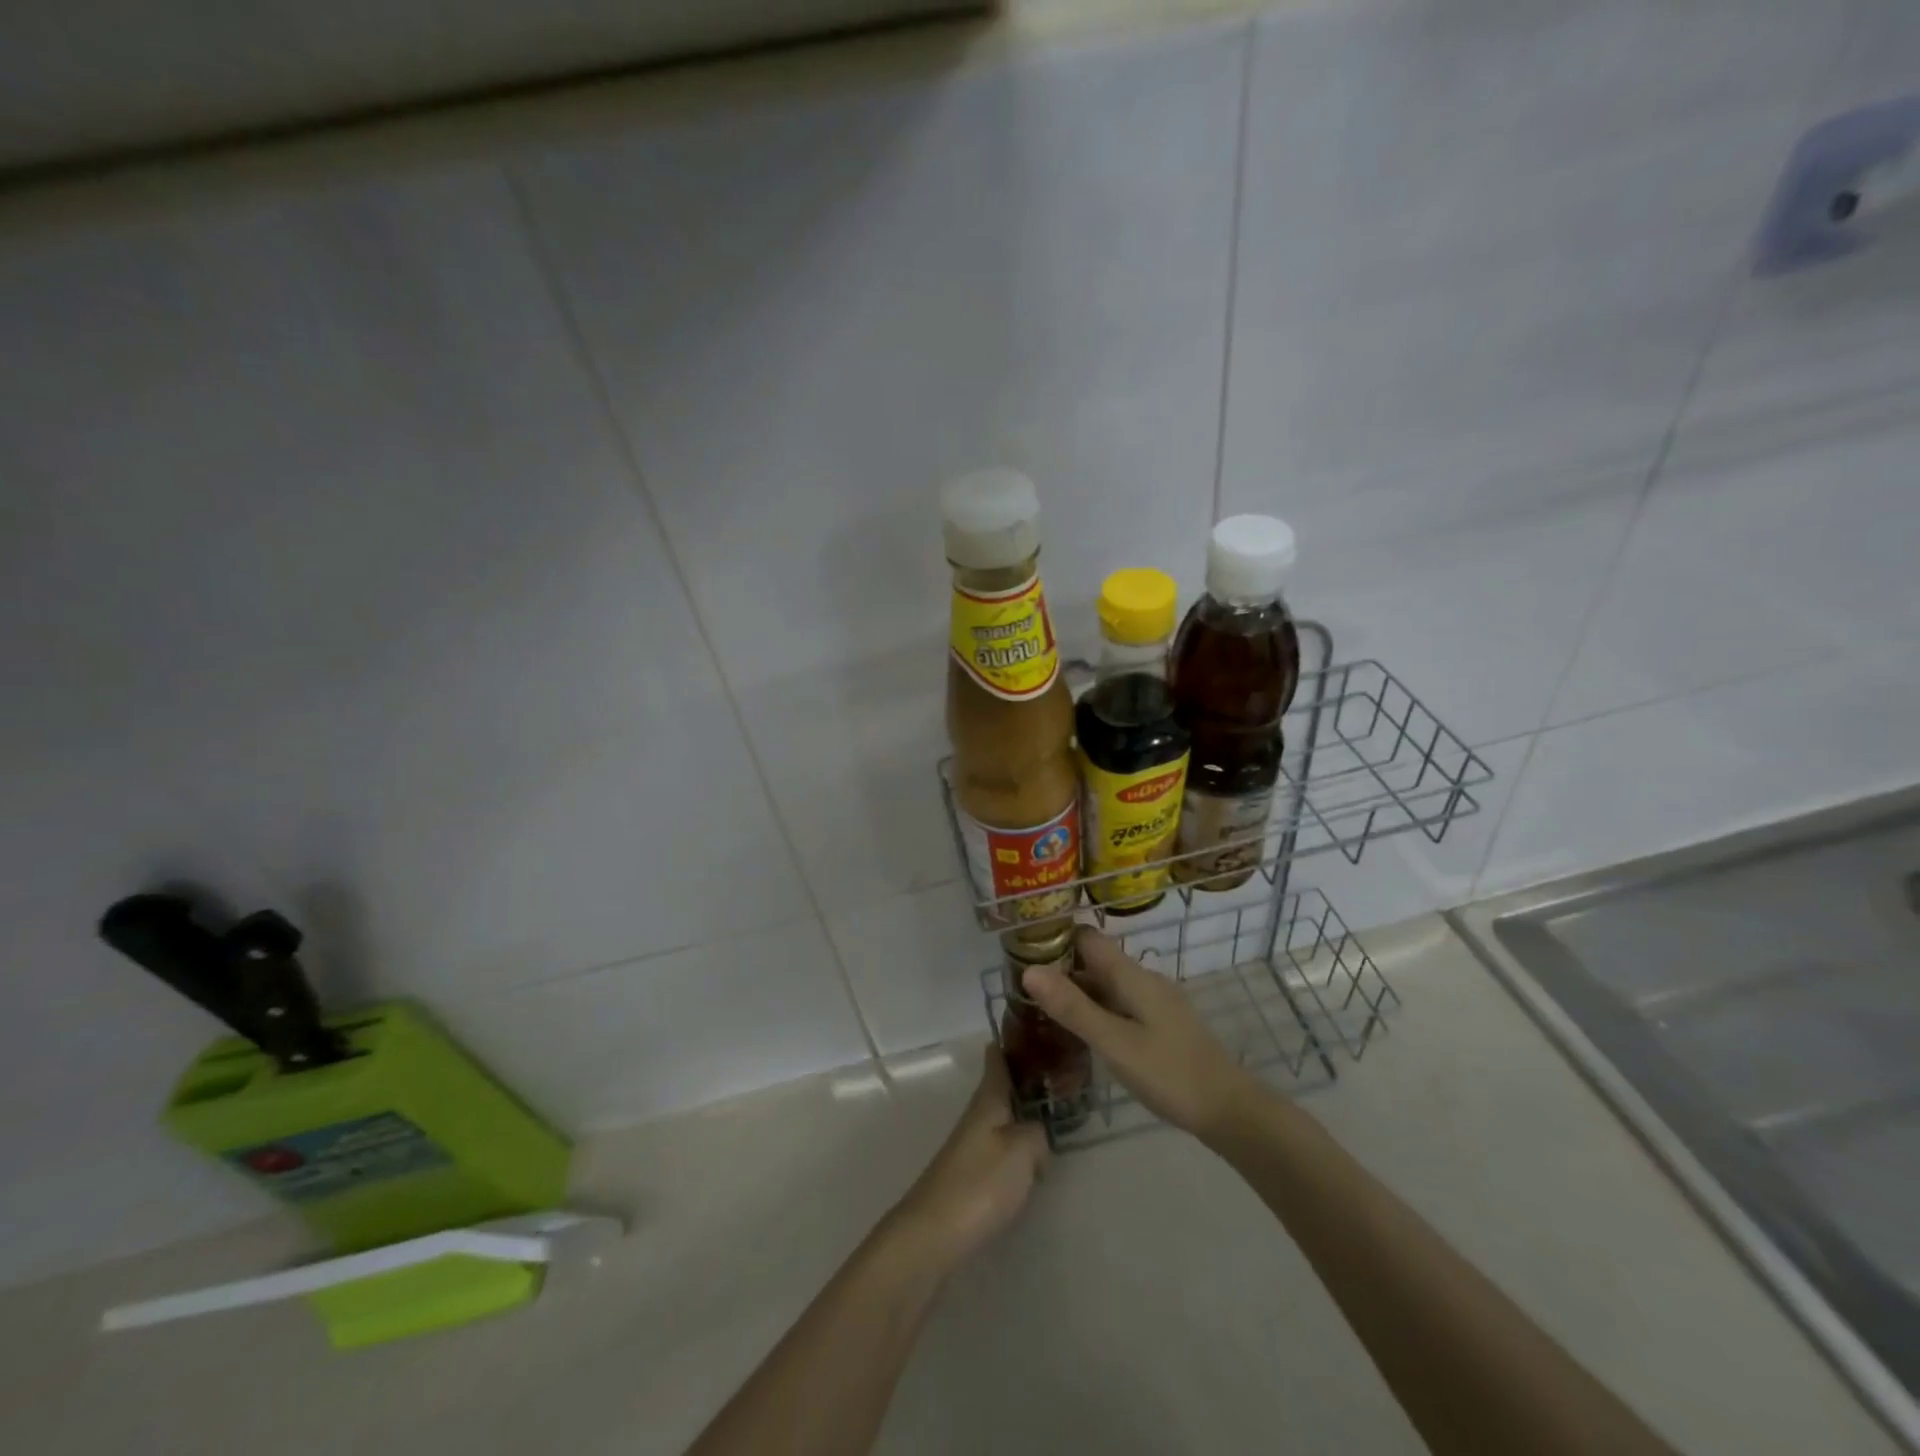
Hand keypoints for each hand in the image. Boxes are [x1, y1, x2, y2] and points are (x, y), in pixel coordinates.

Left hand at [886, 1046, 1049, 1272]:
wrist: (933, 1235)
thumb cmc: (980, 1183)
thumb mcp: (1021, 1149)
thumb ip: (1037, 1133)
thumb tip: (1038, 1133)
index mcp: (988, 1100)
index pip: (997, 1059)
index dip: (1011, 1041)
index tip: (1031, 1024)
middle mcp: (977, 1116)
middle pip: (1001, 1087)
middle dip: (1026, 1077)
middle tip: (1061, 1070)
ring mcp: (971, 1146)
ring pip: (1002, 1116)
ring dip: (1024, 1111)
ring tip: (1054, 1112)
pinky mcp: (971, 1175)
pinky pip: (1000, 1145)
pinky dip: (1018, 1141)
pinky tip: (1034, 1155)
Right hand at [1023, 927, 1261, 1141]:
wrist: (1229, 1110)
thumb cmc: (1169, 1073)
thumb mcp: (1114, 1042)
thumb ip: (1072, 1007)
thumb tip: (1028, 970)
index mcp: (1131, 975)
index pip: (1086, 938)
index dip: (1055, 940)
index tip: (1021, 956)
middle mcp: (1142, 980)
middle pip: (1095, 961)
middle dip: (1060, 970)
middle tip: (1022, 993)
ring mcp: (1154, 1002)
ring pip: (1107, 985)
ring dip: (1077, 993)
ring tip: (1041, 1015)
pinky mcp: (1161, 1024)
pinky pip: (1119, 1005)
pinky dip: (1096, 1011)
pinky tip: (1082, 1036)